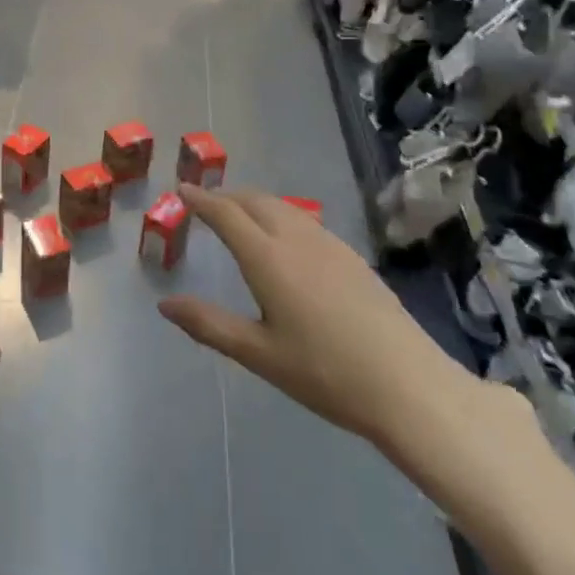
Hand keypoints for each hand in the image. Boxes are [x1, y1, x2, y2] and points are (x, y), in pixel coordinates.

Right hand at [159, 186, 484, 454]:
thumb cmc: (325, 373)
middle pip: (255, 201)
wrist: (409, 386)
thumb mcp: (258, 354)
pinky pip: (305, 221)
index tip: (181, 189)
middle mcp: (297, 239)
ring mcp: (330, 245)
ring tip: (239, 216)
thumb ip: (209, 324)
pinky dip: (280, 216)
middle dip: (226, 196)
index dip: (201, 199)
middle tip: (204, 204)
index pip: (226, 214)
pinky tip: (285, 240)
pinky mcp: (353, 258)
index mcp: (268, 258)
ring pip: (284, 207)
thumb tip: (165, 304)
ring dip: (254, 203)